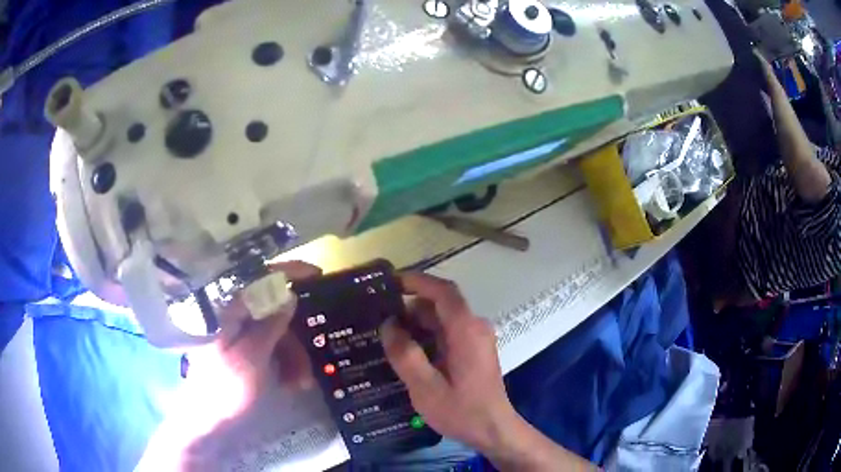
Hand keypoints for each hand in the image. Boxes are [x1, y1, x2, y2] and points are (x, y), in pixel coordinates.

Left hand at [183, 261, 318, 420]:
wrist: (208, 419)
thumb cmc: (225, 387)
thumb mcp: (252, 357)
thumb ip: (270, 325)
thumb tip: (290, 294)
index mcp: (229, 310)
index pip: (259, 278)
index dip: (288, 272)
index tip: (317, 274)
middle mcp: (234, 315)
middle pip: (274, 311)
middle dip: (296, 337)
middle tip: (310, 364)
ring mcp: (239, 332)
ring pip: (276, 332)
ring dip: (293, 356)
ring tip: (301, 383)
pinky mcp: (244, 348)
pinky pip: (271, 346)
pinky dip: (284, 362)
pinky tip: (290, 382)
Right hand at [380, 273, 514, 452]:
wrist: (493, 430)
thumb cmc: (462, 411)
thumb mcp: (426, 387)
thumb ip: (405, 354)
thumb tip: (388, 324)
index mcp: (466, 330)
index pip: (443, 291)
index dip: (417, 281)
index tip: (389, 282)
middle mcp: (475, 327)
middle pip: (440, 305)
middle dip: (409, 308)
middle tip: (379, 320)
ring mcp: (476, 338)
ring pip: (442, 319)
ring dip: (416, 324)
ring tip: (387, 338)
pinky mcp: (474, 350)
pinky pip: (447, 332)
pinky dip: (426, 336)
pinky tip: (407, 353)